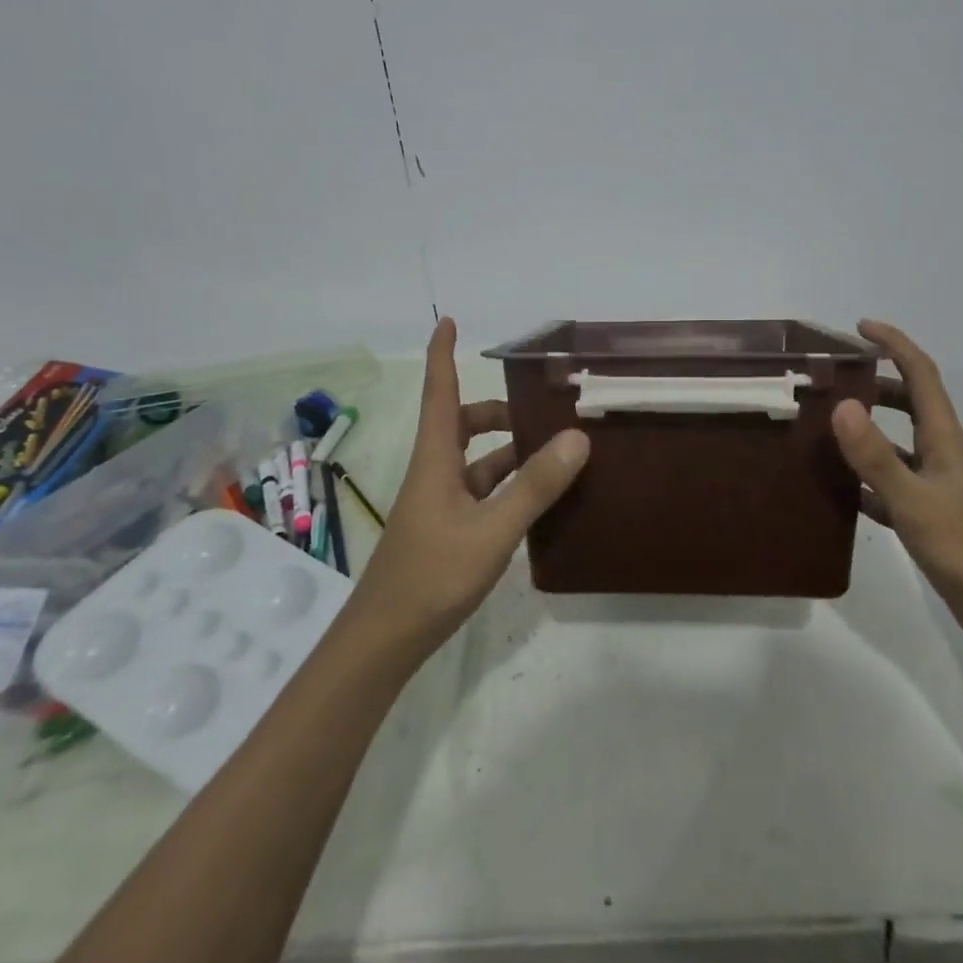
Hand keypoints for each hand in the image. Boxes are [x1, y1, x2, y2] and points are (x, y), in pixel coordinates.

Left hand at [345, 318, 589, 661]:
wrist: (385, 640)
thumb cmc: (432, 576)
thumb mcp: (492, 531)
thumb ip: (535, 486)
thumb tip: (577, 437)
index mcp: (436, 460)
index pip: (439, 392)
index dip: (442, 355)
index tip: (448, 321)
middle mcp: (435, 473)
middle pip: (462, 424)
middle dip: (497, 411)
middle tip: (541, 411)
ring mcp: (439, 504)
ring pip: (476, 461)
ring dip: (509, 452)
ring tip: (555, 455)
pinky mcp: (447, 529)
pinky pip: (482, 492)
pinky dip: (508, 486)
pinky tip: (538, 501)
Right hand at [833, 319, 962, 653]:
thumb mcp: (914, 501)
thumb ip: (876, 456)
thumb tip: (842, 405)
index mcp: (943, 438)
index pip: (920, 374)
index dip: (894, 344)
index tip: (859, 327)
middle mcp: (939, 452)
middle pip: (907, 402)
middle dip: (873, 381)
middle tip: (831, 377)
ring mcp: (934, 483)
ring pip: (895, 442)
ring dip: (865, 427)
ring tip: (823, 424)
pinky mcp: (927, 512)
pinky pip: (889, 481)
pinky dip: (864, 475)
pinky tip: (836, 486)